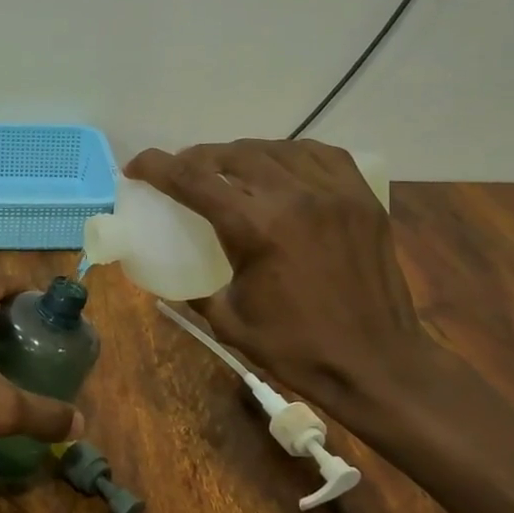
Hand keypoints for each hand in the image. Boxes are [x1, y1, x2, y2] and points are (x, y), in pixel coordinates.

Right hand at [125, 139, 443, 423]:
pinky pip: (319, 154)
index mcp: (255, 227)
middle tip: (181, 172)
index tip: (136, 167)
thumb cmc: (296, 348)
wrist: (376, 363)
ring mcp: (333, 192)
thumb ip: (196, 289)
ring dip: (240, 154)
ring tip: (227, 168)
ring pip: (274, 148)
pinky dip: (289, 154)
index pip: (192, 178)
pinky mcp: (361, 198)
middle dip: (196, 158)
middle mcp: (293, 196)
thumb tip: (174, 275)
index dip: (156, 166)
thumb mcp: (228, 321)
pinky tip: (280, 166)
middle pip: (231, 154)